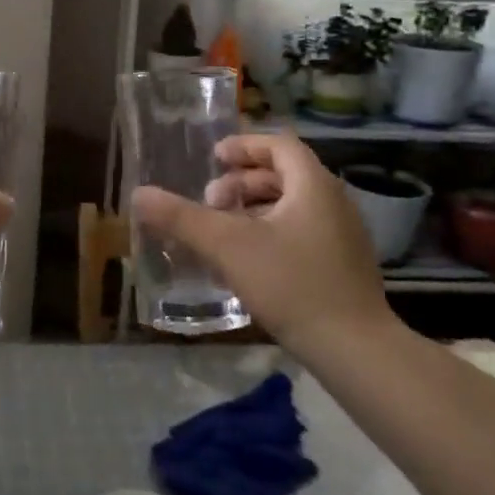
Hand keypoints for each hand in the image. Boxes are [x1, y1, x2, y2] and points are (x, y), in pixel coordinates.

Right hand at [130, 133, 395, 349]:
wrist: (355, 349)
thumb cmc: (291, 284)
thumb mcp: (228, 246)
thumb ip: (182, 218)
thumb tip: (139, 194)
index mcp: (313, 186)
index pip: (279, 145)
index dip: (244, 146)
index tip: (214, 159)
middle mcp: (334, 202)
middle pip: (285, 174)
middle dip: (242, 182)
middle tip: (211, 202)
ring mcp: (343, 235)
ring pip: (293, 206)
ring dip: (255, 209)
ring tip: (224, 232)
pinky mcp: (344, 266)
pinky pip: (302, 232)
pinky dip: (271, 232)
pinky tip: (248, 262)